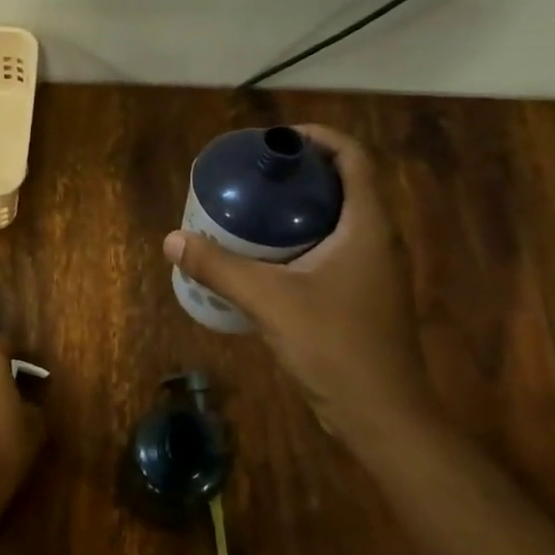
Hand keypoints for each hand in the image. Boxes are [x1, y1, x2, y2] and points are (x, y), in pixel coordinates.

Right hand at [164, 125, 435, 444]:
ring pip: (338, 219)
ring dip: (300, 207)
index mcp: (367, 226)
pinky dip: (301, 238)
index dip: (319, 138)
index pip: (354, 158)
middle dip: (301, 172)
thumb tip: (172, 239)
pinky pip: (332, 248)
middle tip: (255, 174)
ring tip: (253, 208)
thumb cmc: (335, 346)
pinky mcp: (362, 296)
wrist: (382, 416)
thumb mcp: (269, 300)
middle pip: (344, 184)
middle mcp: (377, 240)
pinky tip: (265, 257)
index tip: (277, 140)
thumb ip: (219, 267)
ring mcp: (373, 270)